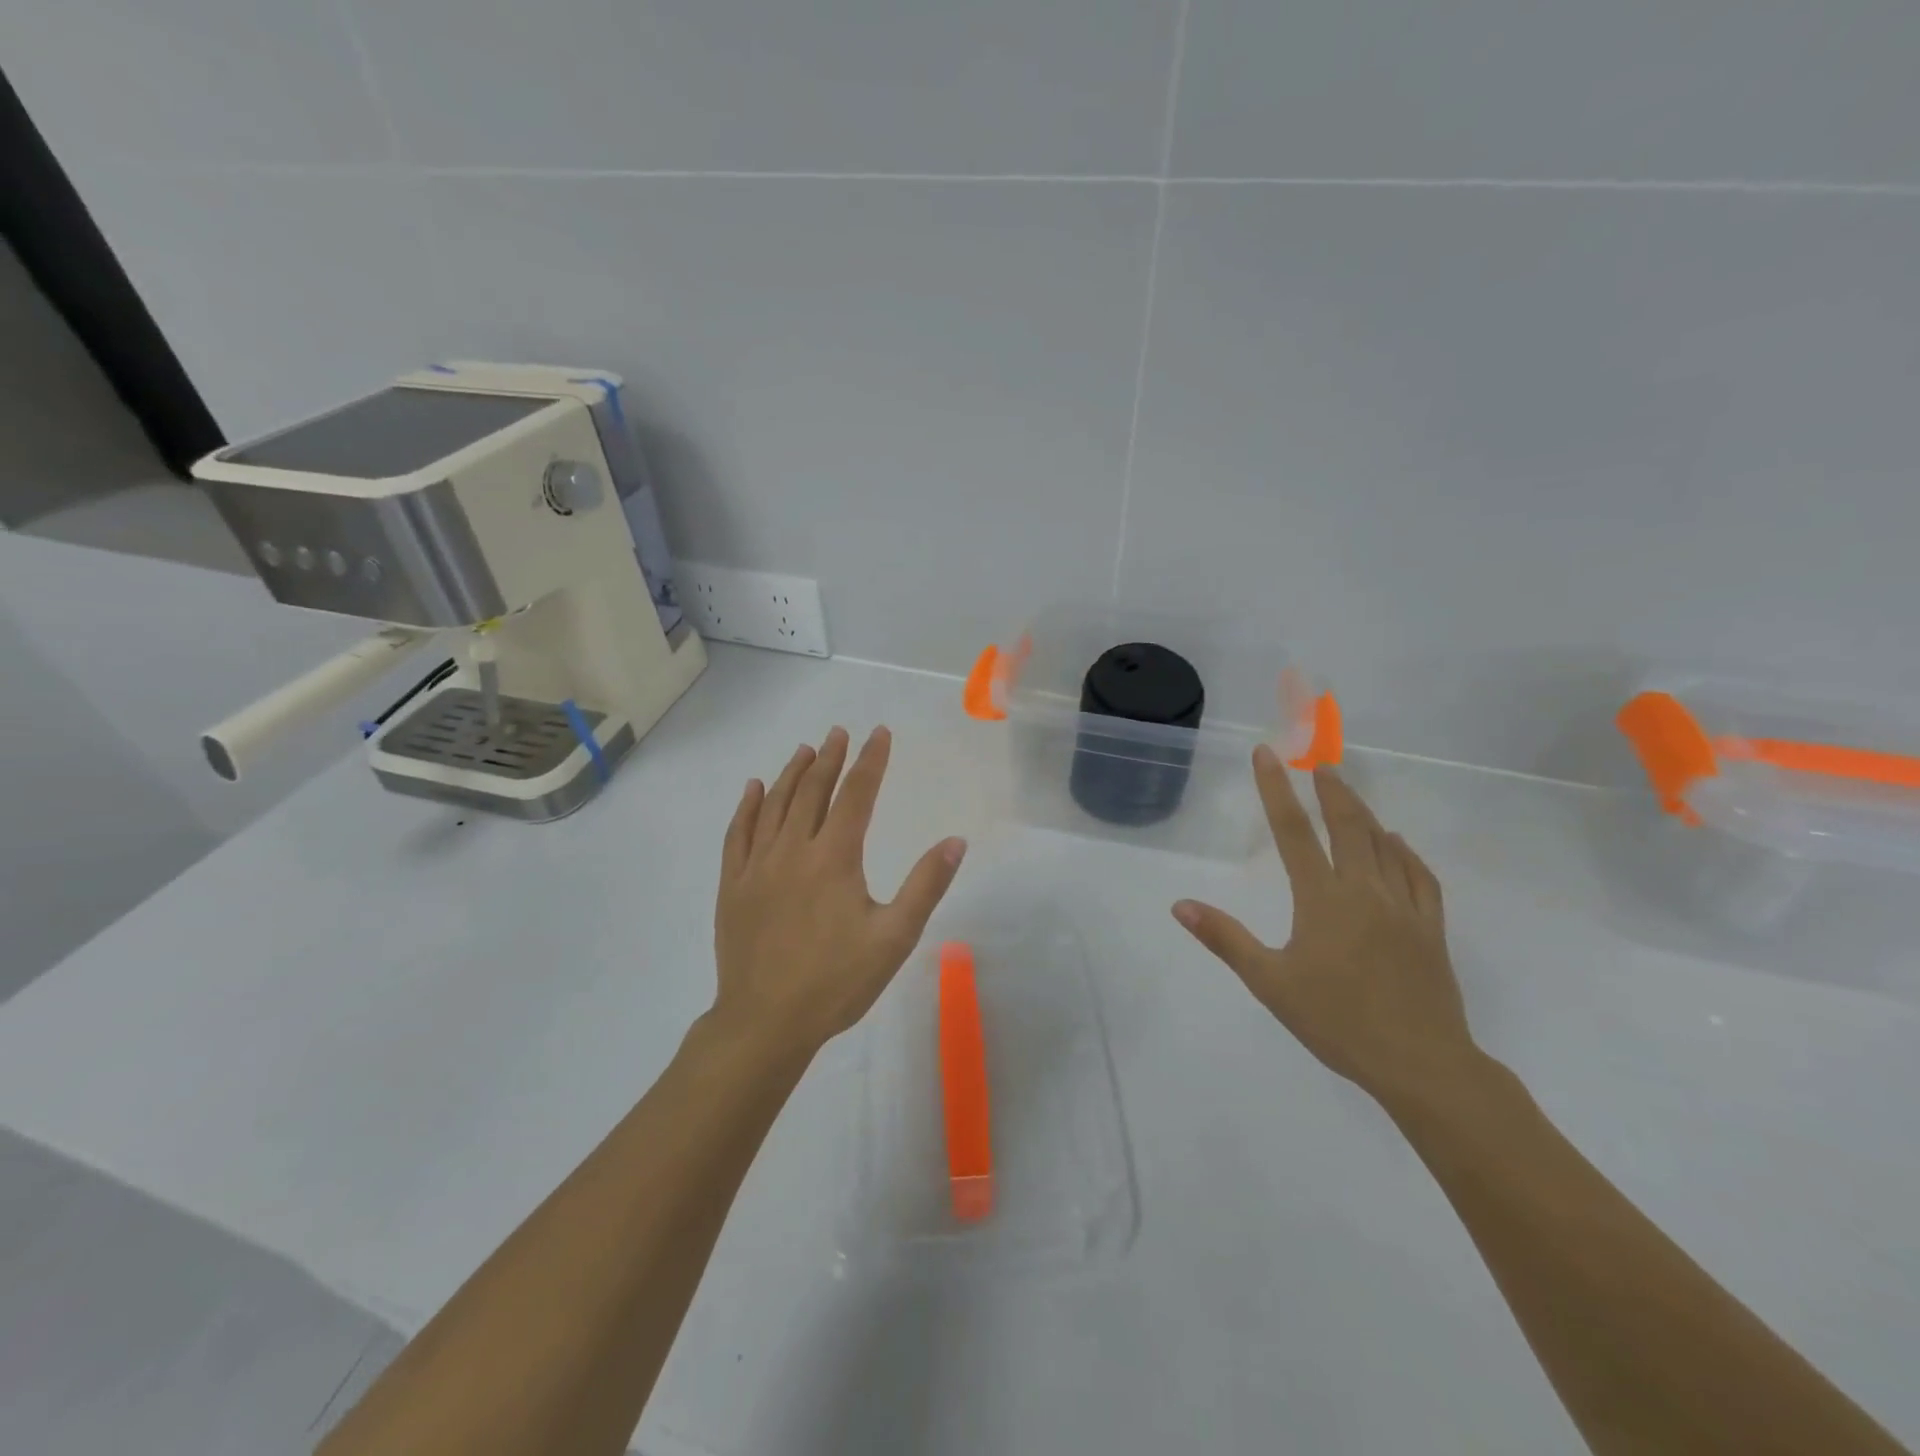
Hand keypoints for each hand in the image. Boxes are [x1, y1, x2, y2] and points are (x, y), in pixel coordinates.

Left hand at [711, 726, 966, 1061]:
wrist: (765, 1022)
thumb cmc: (836, 981)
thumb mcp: (894, 938)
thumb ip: (925, 886)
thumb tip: (954, 841)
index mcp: (834, 857)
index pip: (856, 794)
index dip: (870, 761)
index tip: (879, 733)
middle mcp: (793, 850)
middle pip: (812, 791)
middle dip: (830, 758)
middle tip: (840, 732)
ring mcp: (757, 866)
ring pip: (774, 805)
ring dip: (791, 773)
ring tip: (806, 750)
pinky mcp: (734, 885)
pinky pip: (738, 833)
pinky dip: (747, 806)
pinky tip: (753, 789)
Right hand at [1172, 746, 1477, 1107]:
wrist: (1422, 1064)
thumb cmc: (1337, 1022)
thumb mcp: (1270, 983)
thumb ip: (1225, 939)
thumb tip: (1180, 905)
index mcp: (1323, 899)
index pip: (1293, 832)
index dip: (1276, 790)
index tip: (1267, 755)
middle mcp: (1364, 891)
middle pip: (1347, 826)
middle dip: (1331, 790)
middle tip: (1320, 763)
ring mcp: (1404, 907)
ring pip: (1383, 845)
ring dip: (1363, 813)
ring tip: (1348, 793)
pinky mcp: (1431, 928)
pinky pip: (1419, 876)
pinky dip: (1405, 852)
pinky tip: (1397, 845)